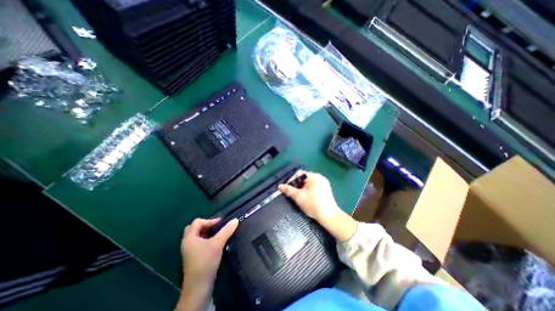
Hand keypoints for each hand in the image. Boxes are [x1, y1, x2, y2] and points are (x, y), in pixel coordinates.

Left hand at [180, 219, 235, 286]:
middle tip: (217, 227)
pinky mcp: (192, 256)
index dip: (210, 220)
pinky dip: (205, 239)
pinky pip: (198, 242)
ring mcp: (189, 250)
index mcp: (189, 237)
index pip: (197, 222)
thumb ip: (227, 230)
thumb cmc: (206, 261)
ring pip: (196, 235)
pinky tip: (214, 243)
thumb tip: (235, 220)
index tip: (221, 223)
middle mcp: (187, 242)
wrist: (198, 286)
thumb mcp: (218, 243)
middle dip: (206, 225)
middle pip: (195, 228)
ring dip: (206, 232)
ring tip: (217, 234)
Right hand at [280, 171, 340, 221]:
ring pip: (309, 182)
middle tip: (292, 192)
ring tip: (298, 195)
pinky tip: (306, 197)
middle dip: (297, 184)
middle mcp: (320, 177)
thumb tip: (279, 186)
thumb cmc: (312, 204)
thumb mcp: (298, 196)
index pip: (299, 173)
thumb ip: (288, 190)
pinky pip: (314, 186)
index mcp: (313, 176)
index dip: (291, 180)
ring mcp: (324, 183)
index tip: (287, 188)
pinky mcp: (327, 189)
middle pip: (304, 178)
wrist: (328, 216)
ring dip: (302, 187)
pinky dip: (309, 190)